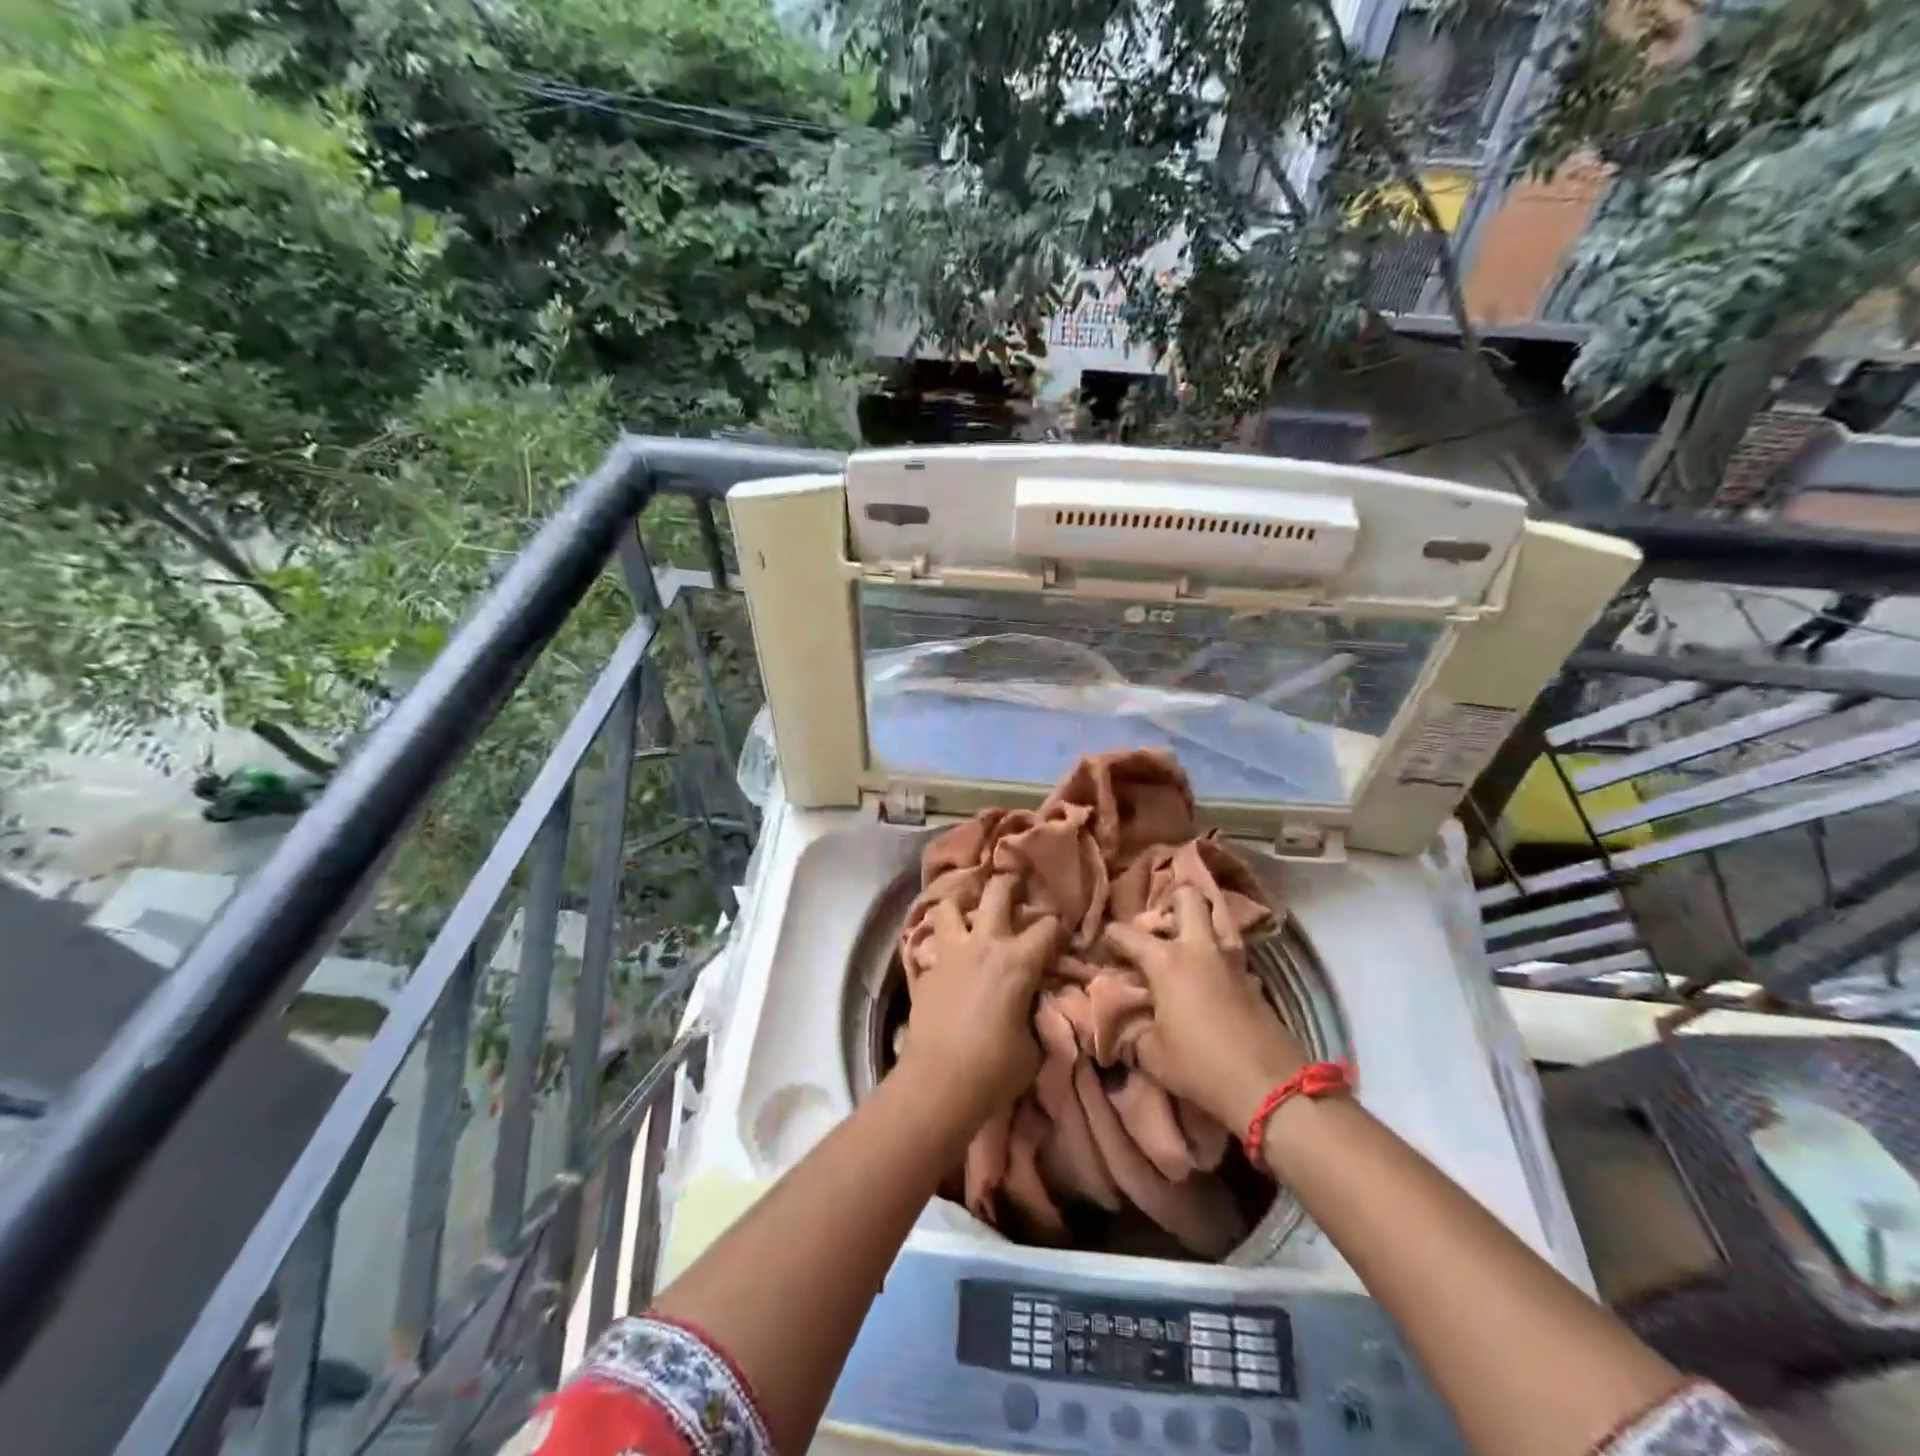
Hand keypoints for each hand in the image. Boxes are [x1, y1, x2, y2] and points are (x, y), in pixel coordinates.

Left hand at [901, 874, 1060, 1124]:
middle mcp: (984, 944)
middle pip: (998, 892)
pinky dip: (944, 936)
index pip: (1049, 926)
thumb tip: (1039, 1001)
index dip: (1060, 927)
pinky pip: (934, 938)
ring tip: (972, 909)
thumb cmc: (994, 1068)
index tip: (1063, 933)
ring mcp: (951, 952)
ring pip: (953, 905)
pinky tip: (950, 949)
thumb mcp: (1034, 1045)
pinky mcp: (928, 968)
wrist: (937, 1083)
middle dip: (1011, 883)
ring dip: (964, 902)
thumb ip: (1038, 1012)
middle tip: (1017, 886)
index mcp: (1018, 961)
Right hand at [1104, 886, 1306, 1131]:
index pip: (1127, 933)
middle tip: (1157, 927)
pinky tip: (1207, 976)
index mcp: (1166, 960)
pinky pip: (1229, 950)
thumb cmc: (1200, 1065)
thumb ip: (1130, 1031)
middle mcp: (1198, 948)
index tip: (1102, 945)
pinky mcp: (1252, 978)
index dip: (1110, 936)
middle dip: (1170, 902)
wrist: (1269, 1085)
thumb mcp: (1151, 1054)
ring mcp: (1230, 960)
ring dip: (1198, 924)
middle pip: (1187, 897)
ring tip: (1182, 946)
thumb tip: (1119, 1023)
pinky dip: (1215, 954)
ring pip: (1215, 919)